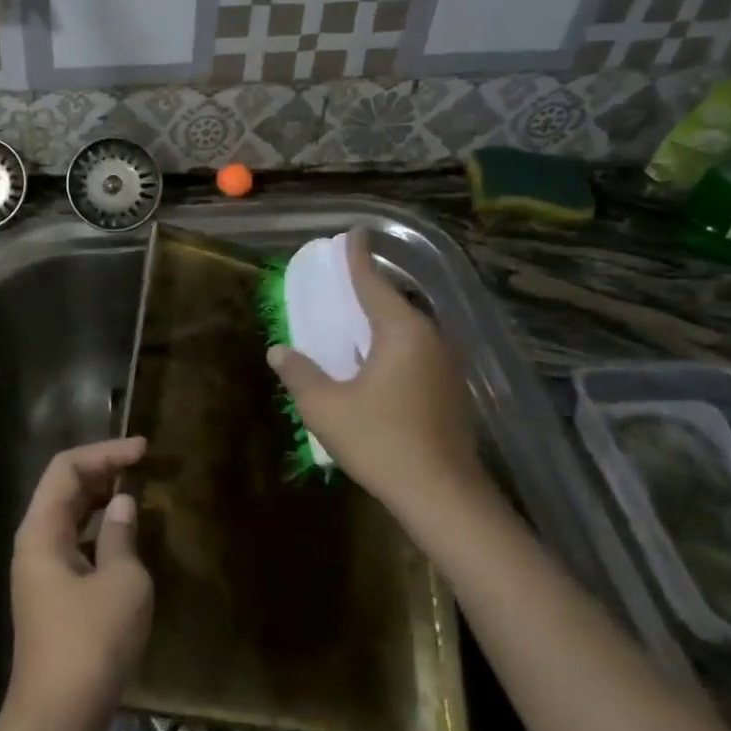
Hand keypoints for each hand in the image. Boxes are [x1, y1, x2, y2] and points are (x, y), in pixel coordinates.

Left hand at [5, 437, 152, 730]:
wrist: (56, 719)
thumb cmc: (91, 644)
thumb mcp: (122, 584)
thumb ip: (123, 536)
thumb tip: (123, 504)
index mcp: (41, 530)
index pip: (67, 467)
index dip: (105, 452)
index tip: (144, 450)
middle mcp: (34, 542)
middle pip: (64, 488)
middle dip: (103, 470)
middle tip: (144, 465)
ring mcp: (41, 570)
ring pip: (70, 516)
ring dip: (102, 499)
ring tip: (139, 490)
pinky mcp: (52, 594)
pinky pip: (75, 543)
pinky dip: (100, 529)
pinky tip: (127, 536)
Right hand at [266, 230, 488, 526]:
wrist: (443, 496)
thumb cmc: (381, 441)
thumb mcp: (326, 407)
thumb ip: (300, 374)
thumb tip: (279, 351)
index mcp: (402, 332)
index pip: (373, 283)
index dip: (357, 258)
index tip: (352, 234)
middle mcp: (430, 339)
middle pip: (394, 304)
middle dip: (367, 291)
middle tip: (340, 284)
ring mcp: (446, 366)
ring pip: (407, 331)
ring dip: (379, 323)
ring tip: (352, 322)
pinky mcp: (451, 391)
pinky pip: (415, 353)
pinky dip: (391, 347)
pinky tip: (373, 364)